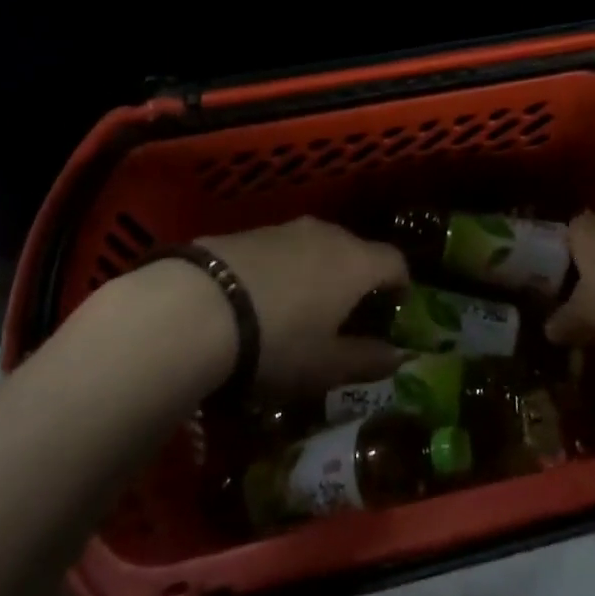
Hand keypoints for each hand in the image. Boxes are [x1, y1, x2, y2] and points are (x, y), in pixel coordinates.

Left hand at [197, 217, 409, 393]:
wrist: (194, 308)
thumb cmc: (277, 342)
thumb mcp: (326, 366)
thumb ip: (368, 360)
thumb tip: (399, 356)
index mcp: (356, 263)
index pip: (395, 262)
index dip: (401, 285)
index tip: (395, 309)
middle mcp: (327, 235)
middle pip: (355, 250)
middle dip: (357, 277)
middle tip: (347, 312)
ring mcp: (284, 229)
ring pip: (315, 246)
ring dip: (317, 271)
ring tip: (301, 306)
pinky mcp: (245, 231)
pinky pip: (279, 249)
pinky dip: (282, 269)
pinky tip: (260, 298)